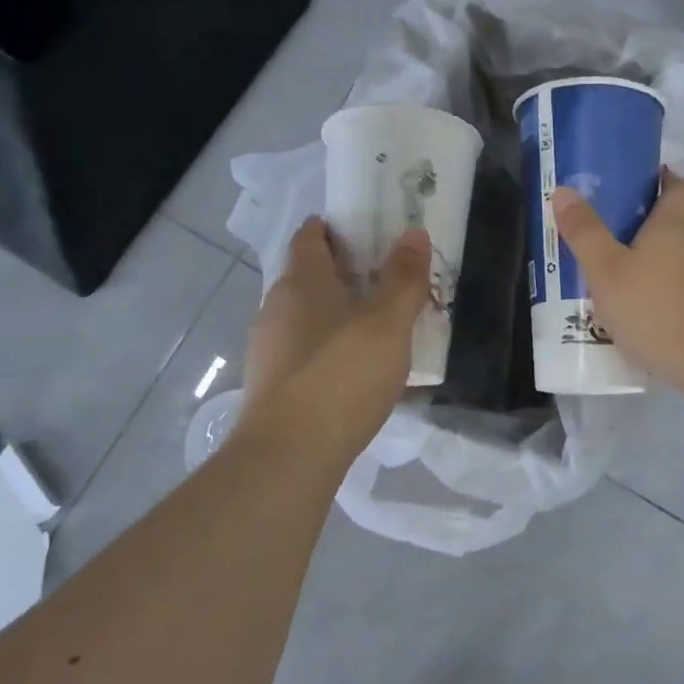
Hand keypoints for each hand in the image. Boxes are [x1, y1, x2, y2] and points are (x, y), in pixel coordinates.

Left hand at [238, 217, 429, 454]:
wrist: (289, 456)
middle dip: (342, 271)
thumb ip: (403, 279)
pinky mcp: (272, 385)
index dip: (333, 227)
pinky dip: (328, 346)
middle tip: (386, 276)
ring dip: (336, 312)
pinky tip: (356, 368)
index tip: (365, 228)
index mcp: (302, 282)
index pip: (309, 237)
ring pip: (306, 315)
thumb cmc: (342, 376)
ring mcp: (269, 348)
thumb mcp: (387, 324)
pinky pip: (305, 350)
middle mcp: (277, 307)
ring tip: (378, 323)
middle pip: (308, 275)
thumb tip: (414, 233)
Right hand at [550, 170, 683, 396]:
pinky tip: (647, 321)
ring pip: (680, 264)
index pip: (679, 188)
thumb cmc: (659, 310)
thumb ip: (585, 234)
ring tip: (620, 287)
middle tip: (609, 242)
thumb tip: (564, 190)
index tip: (645, 179)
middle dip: (646, 231)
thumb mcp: (608, 272)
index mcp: (674, 226)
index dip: (664, 179)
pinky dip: (668, 299)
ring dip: (655, 269)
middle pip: (675, 228)